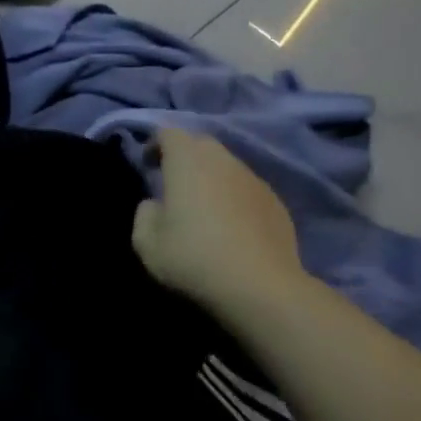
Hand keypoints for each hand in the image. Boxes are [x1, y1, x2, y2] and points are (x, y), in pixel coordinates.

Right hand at [132, 128, 306, 312]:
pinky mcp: (276, 202)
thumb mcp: (146, 243)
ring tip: (203, 207)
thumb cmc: (193, 258)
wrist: (260, 287)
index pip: (169, 133)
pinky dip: (233, 197)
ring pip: (227, 166)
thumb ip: (144, 214)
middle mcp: (223, 161)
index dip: (155, 144)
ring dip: (211, 177)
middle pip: (201, 144)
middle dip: (185, 156)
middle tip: (173, 184)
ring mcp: (254, 180)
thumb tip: (155, 204)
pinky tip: (231, 227)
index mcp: (187, 162)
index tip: (148, 166)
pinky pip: (246, 189)